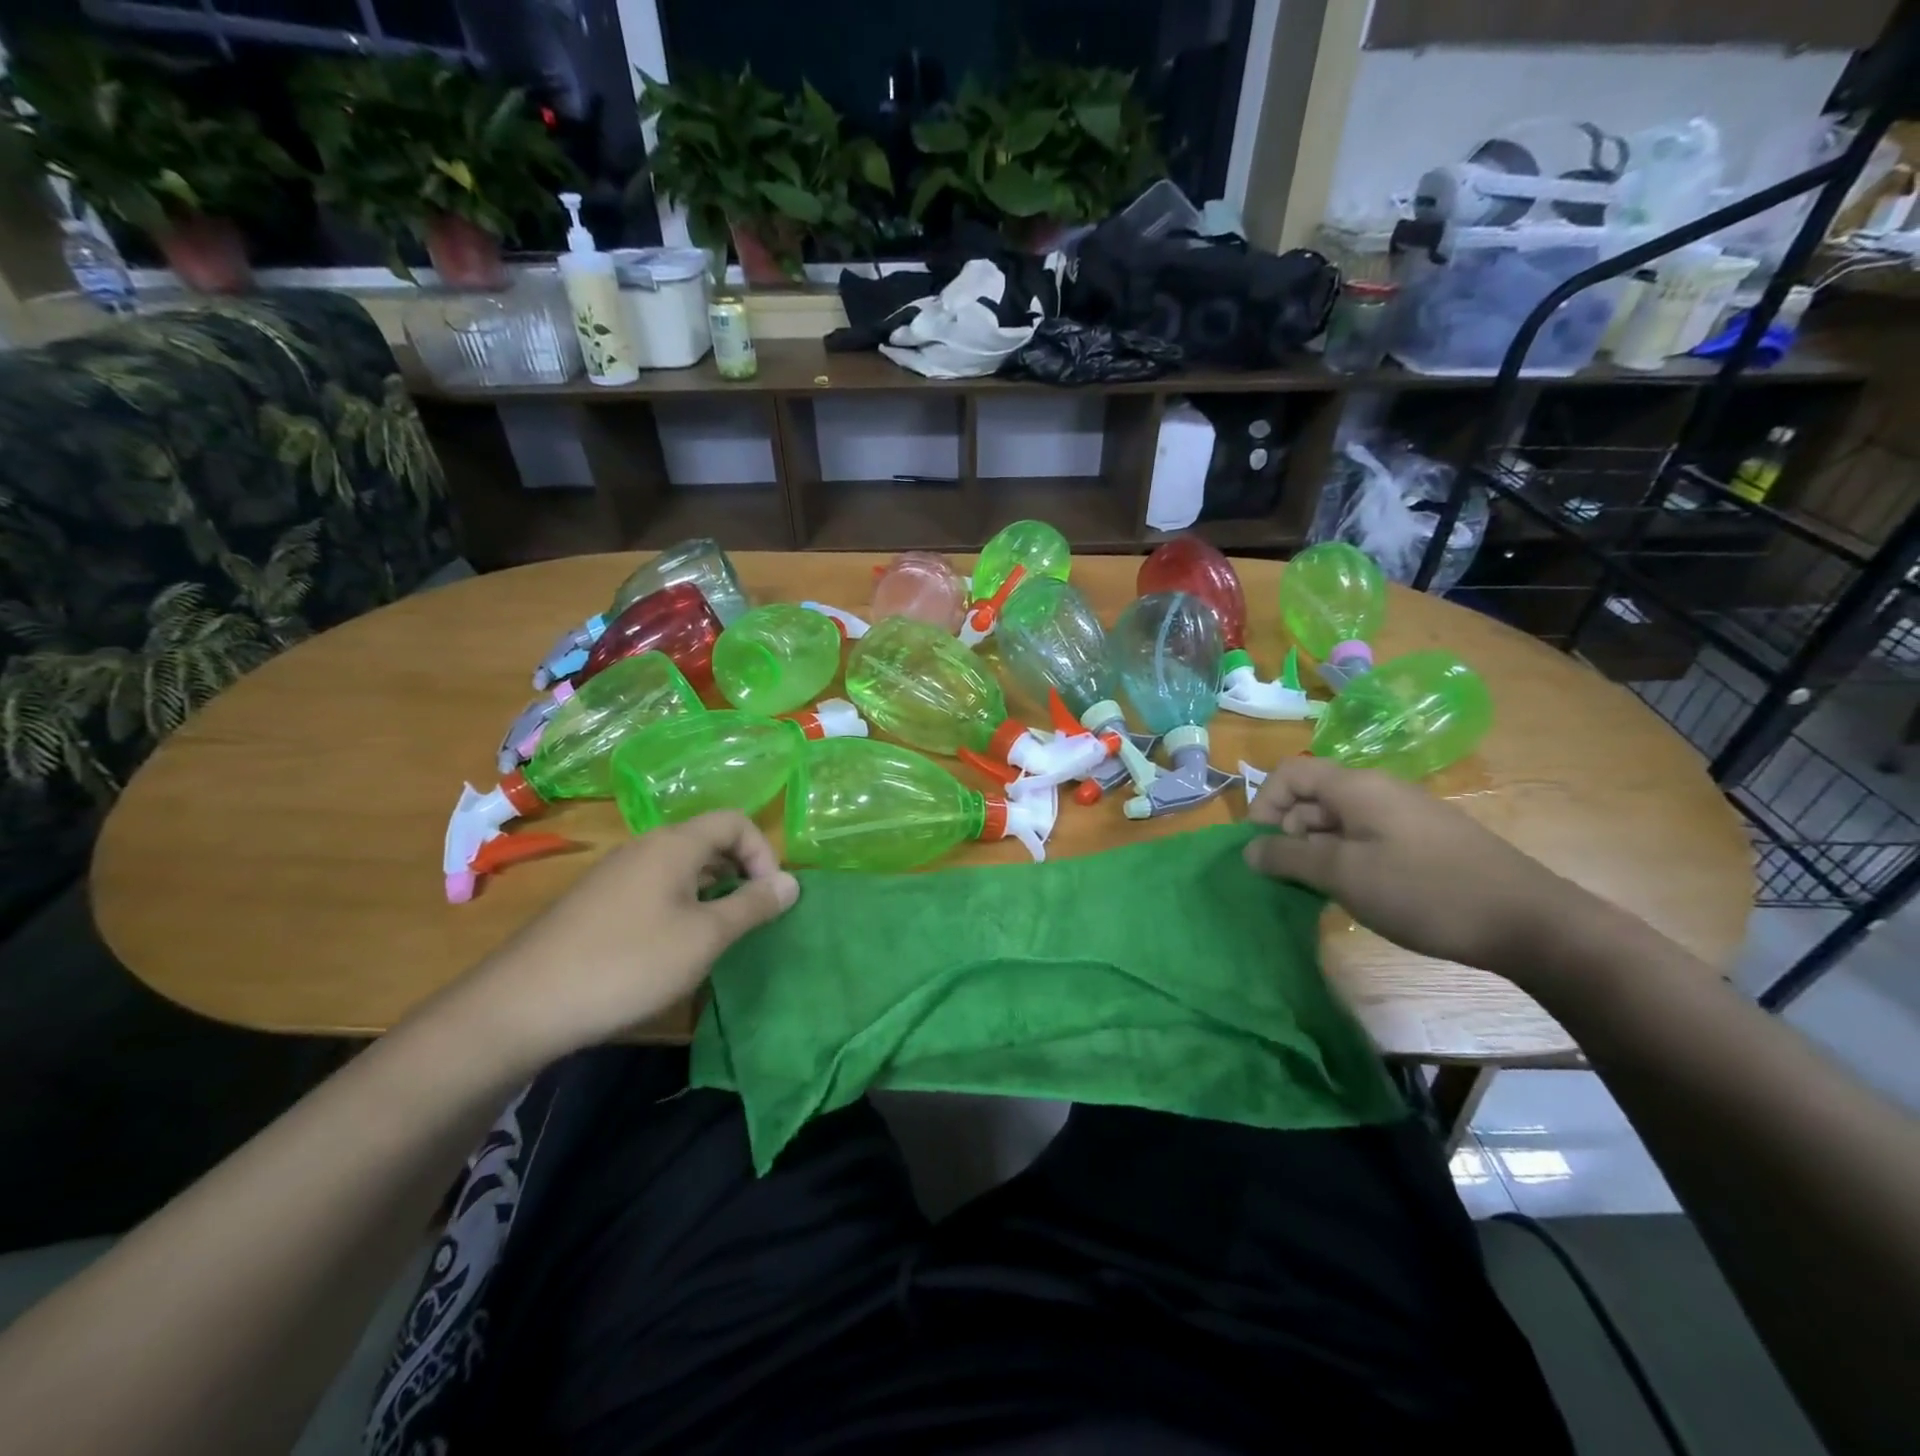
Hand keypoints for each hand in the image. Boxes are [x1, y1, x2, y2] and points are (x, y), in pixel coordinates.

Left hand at [456, 812, 798, 1062]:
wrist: (521, 1005)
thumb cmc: (628, 963)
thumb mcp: (704, 938)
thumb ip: (752, 906)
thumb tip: (792, 882)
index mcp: (674, 844)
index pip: (735, 821)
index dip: (763, 853)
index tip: (769, 898)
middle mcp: (644, 847)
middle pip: (707, 841)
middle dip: (739, 873)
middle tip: (748, 918)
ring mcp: (614, 874)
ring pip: (679, 867)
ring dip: (709, 892)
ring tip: (713, 936)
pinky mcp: (594, 903)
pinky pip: (652, 888)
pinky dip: (678, 906)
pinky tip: (668, 949)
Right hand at [1244, 756, 1594, 985]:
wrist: (1530, 922)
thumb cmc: (1424, 891)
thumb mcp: (1344, 875)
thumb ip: (1289, 858)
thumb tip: (1248, 850)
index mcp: (1356, 787)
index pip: (1289, 773)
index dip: (1264, 805)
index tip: (1262, 849)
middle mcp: (1379, 791)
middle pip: (1312, 796)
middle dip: (1289, 833)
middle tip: (1291, 879)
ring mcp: (1405, 816)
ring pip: (1339, 821)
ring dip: (1317, 851)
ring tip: (1321, 892)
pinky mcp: (1424, 842)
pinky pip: (1367, 839)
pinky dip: (1347, 860)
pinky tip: (1357, 893)